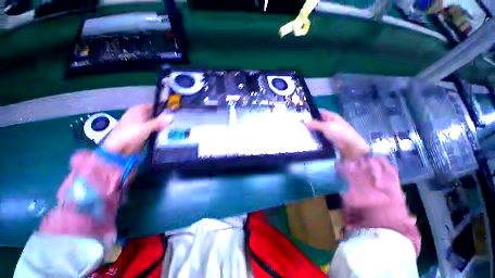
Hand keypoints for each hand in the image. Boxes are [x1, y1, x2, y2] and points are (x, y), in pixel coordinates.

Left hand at [103, 104, 172, 155]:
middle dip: (162, 117)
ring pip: (153, 122)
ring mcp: (139, 125)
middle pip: (153, 115)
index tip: (171, 111)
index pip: (151, 106)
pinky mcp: (141, 133)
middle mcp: (138, 116)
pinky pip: (152, 129)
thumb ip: (159, 122)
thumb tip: (171, 117)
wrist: (118, 149)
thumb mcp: (145, 127)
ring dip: (161, 124)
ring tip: (173, 126)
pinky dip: (158, 130)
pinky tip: (165, 132)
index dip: (160, 108)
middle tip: (174, 120)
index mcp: (136, 111)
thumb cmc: (129, 134)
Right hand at [306, 109, 369, 159]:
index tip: (301, 115)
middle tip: (299, 125)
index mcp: (332, 117)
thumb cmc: (340, 133)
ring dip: (311, 131)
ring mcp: (330, 132)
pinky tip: (307, 139)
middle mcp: (331, 123)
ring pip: (318, 129)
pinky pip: (320, 137)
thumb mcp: (327, 127)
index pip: (320, 112)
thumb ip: (315, 124)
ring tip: (300, 132)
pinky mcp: (329, 139)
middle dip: (309, 123)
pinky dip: (314, 137)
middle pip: (318, 121)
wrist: (352, 148)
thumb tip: (305, 121)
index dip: (311, 113)